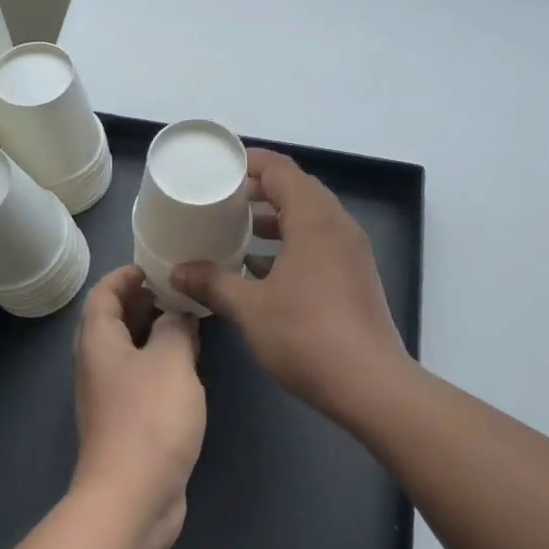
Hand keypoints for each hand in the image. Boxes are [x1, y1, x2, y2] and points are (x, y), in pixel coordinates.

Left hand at [71, 266, 205, 548]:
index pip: (104, 293)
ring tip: (191, 322)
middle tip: (180, 292)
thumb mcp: (171, 360)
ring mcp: (110, 396)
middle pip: (114, 320)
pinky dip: (161, 363)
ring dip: (156, 333)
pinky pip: (142, 378)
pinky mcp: (127, 422)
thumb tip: (176, 315)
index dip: (126, 275)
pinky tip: (190, 366)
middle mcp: (98, 364)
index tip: (156, 266)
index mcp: (98, 340)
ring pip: (131, 350)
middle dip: (144, 302)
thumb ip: (176, 327)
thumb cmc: (149, 418)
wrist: (132, 498)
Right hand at [172, 149, 407, 421]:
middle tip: (221, 199)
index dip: (249, 162)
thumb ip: (212, 282)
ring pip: (308, 218)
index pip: (280, 169)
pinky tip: (260, 269)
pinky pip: (318, 242)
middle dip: (258, 190)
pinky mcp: (354, 276)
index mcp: (314, 219)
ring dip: (274, 219)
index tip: (218, 169)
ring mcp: (350, 251)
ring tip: (235, 230)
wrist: (370, 386)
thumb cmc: (307, 336)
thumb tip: (177, 270)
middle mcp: (337, 225)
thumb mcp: (249, 308)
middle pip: (296, 189)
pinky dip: (289, 244)